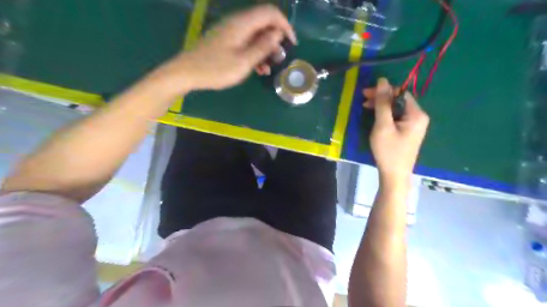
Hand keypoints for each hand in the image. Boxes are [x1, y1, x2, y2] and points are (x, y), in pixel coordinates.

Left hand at [154, 5, 296, 93]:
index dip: (284, 25)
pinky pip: (246, 43)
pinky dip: (255, 53)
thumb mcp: (243, 62)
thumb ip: (262, 47)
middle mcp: (237, 23)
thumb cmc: (216, 69)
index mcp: (242, 24)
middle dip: (276, 40)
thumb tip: (277, 34)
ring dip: (266, 49)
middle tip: (281, 59)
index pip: (270, 13)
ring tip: (270, 68)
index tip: (291, 44)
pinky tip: (259, 69)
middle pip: (263, 23)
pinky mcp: (226, 41)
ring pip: (255, 35)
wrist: (186, 73)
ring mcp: (230, 32)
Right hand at [365, 76, 429, 186]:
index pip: (400, 93)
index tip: (365, 94)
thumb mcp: (383, 126)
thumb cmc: (388, 151)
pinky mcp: (407, 132)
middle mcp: (418, 117)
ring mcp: (414, 125)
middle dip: (381, 98)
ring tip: (365, 108)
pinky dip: (384, 115)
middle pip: (398, 100)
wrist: (394, 175)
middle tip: (363, 100)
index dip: (383, 90)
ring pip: (396, 108)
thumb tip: (382, 81)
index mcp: (416, 114)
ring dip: (381, 106)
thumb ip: (382, 103)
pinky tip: (374, 116)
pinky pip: (396, 117)